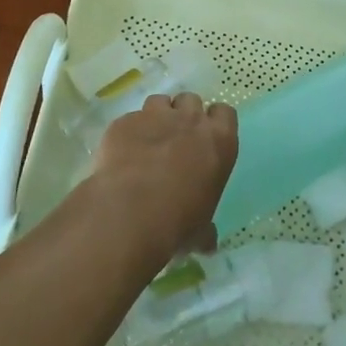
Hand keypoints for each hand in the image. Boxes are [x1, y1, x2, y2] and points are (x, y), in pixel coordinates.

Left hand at [92, 92, 238, 262]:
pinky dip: (127, 133)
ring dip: (155, 117)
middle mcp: (191, 121)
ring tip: (146, 142)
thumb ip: (205, 230)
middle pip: (191, 100)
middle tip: (174, 139)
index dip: (214, 122)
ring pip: (159, 102)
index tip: (205, 137)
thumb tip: (207, 244)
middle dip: (183, 114)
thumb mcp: (199, 230)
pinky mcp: (124, 122)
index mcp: (219, 141)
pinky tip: (120, 155)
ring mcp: (155, 116)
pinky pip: (129, 120)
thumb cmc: (177, 221)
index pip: (225, 113)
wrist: (129, 212)